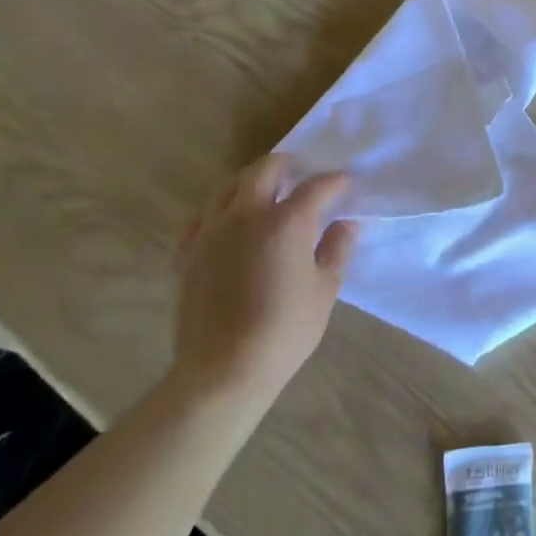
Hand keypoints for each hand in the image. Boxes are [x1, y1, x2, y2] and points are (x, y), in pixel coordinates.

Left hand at [171, 155, 358, 399]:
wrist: (224, 370)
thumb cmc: (285, 330)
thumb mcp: (325, 289)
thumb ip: (337, 249)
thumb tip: (347, 224)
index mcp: (286, 221)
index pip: (316, 187)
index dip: (334, 181)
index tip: (345, 183)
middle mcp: (246, 215)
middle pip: (265, 170)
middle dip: (286, 164)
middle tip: (300, 173)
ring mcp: (211, 231)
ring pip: (227, 186)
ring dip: (250, 181)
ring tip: (264, 191)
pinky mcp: (188, 252)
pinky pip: (202, 216)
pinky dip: (219, 210)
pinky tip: (228, 222)